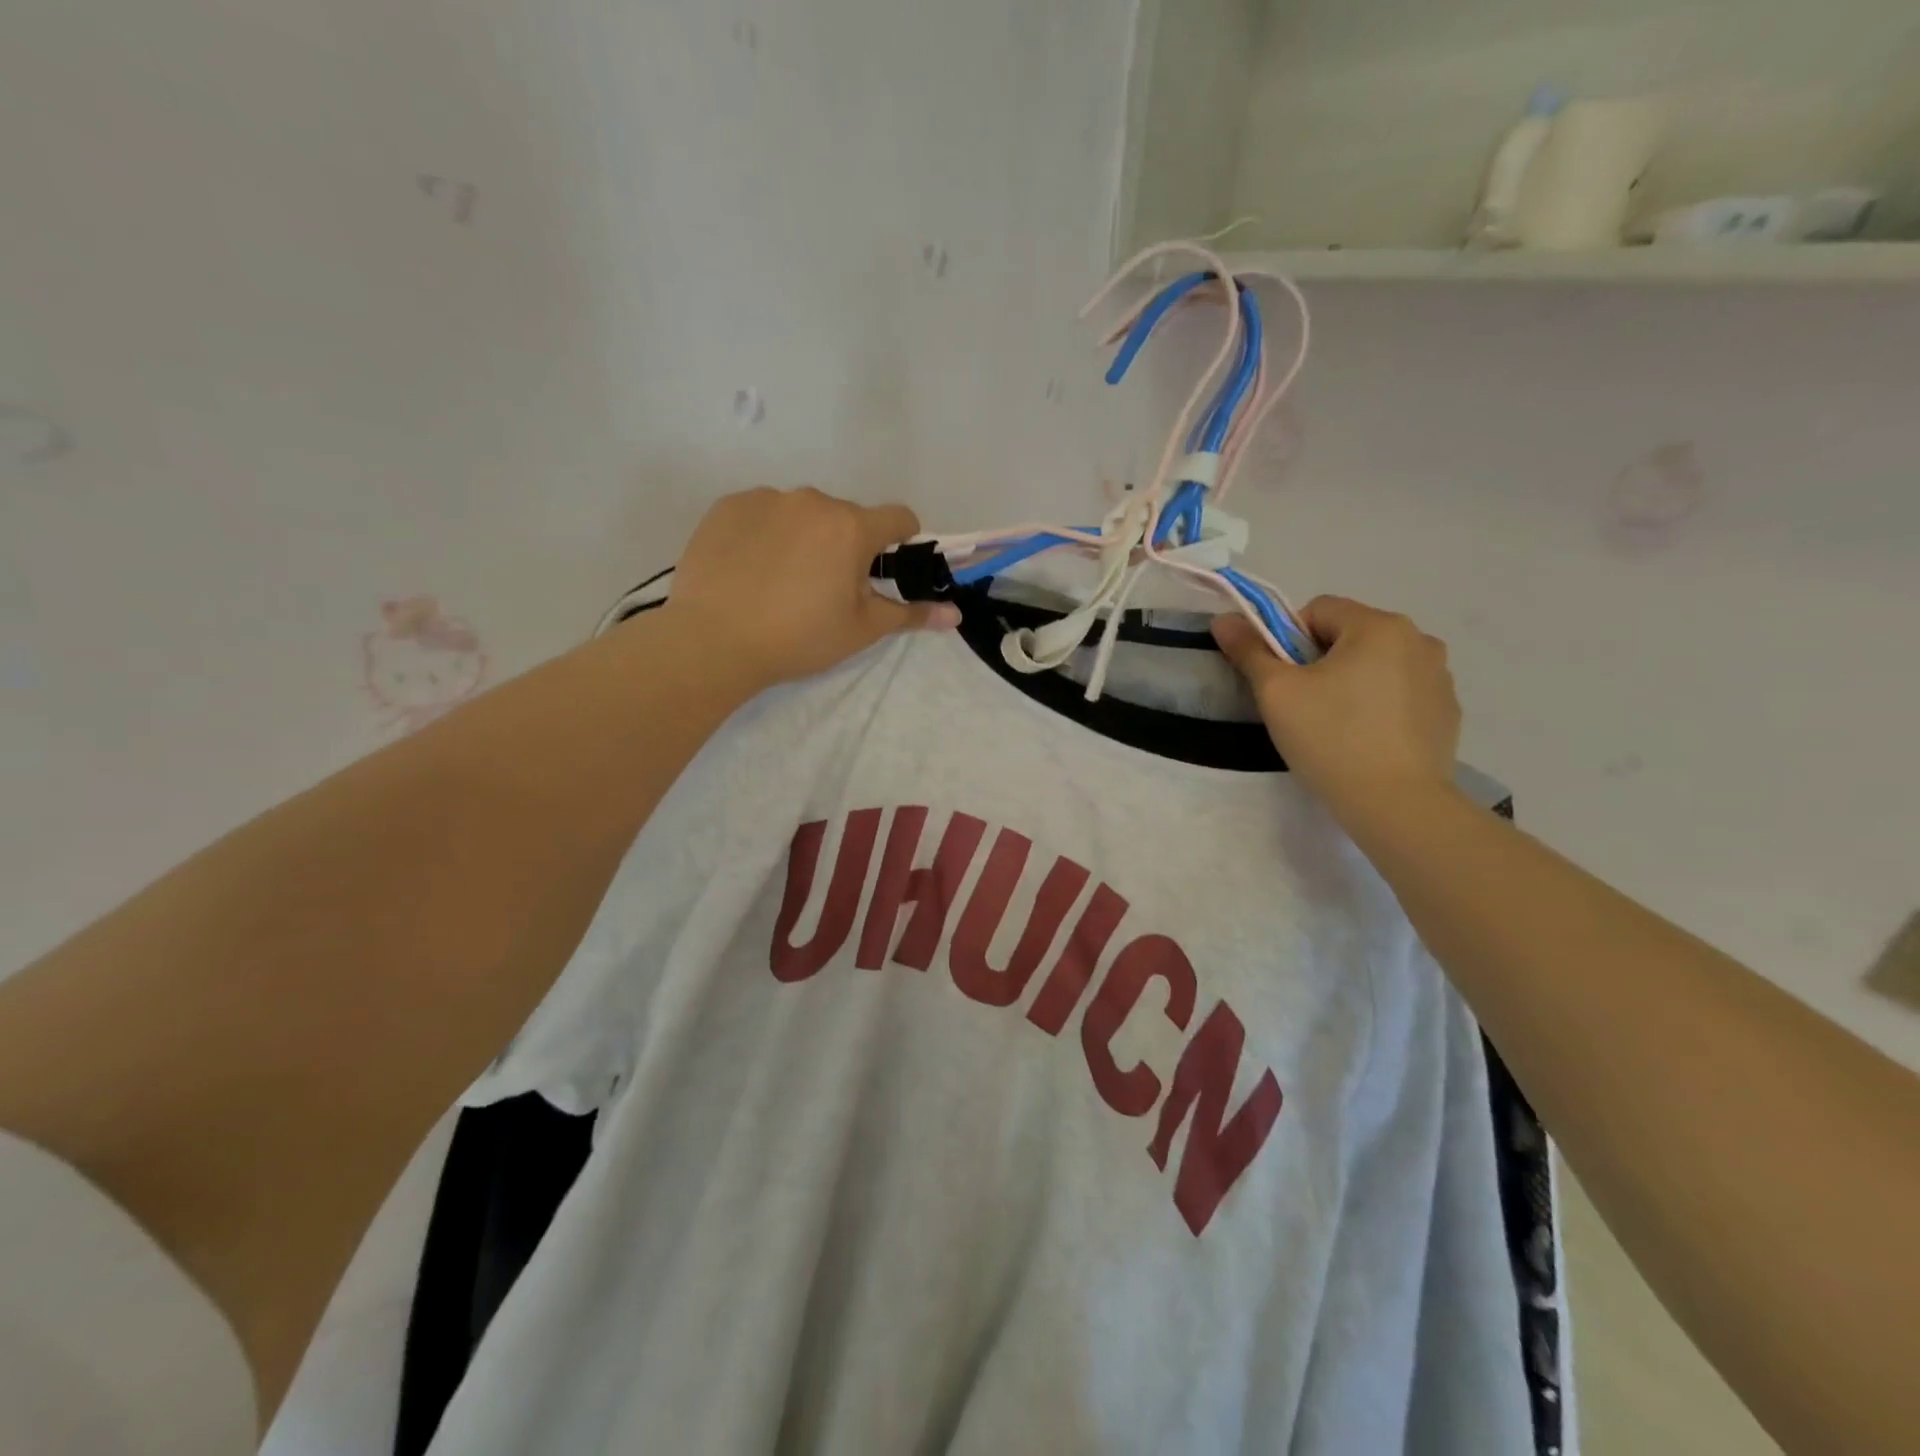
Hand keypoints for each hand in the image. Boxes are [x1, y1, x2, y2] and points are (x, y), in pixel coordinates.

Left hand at [665, 486, 958, 688]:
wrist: (713, 641)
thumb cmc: (799, 637)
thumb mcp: (862, 629)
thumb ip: (911, 614)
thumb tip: (956, 614)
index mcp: (852, 527)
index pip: (898, 517)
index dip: (902, 539)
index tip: (887, 564)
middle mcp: (813, 500)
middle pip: (846, 517)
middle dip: (847, 545)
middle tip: (827, 589)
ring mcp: (766, 498)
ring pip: (802, 513)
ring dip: (805, 537)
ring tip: (782, 581)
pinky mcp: (727, 506)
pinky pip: (762, 513)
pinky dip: (766, 534)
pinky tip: (750, 570)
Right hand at [1213, 597, 1461, 829]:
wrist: (1397, 805)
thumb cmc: (1331, 739)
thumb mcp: (1277, 693)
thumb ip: (1249, 651)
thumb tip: (1224, 620)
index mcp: (1379, 626)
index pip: (1318, 610)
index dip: (1288, 641)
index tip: (1283, 681)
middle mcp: (1419, 640)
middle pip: (1349, 635)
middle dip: (1320, 662)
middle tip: (1303, 706)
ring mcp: (1440, 677)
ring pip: (1377, 664)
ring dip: (1352, 682)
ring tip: (1336, 727)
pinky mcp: (1447, 712)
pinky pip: (1401, 693)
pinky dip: (1379, 707)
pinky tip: (1366, 741)